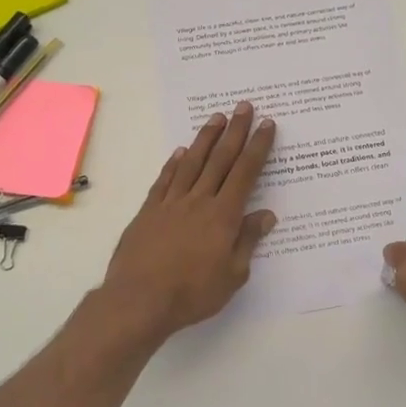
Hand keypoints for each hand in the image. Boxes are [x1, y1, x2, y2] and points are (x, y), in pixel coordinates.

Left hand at [103, 102, 277, 340]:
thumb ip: (247, 241)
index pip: (246, 173)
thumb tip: (266, 214)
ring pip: (191, 163)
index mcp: (223, 215)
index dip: (258, 147)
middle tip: (244, 106)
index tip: (266, 125)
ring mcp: (170, 203)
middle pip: (220, 159)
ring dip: (205, 139)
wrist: (139, 300)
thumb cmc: (193, 293)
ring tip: (216, 118)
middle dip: (235, 131)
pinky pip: (164, 181)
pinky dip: (173, 164)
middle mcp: (198, 201)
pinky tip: (179, 152)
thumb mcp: (232, 275)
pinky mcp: (148, 212)